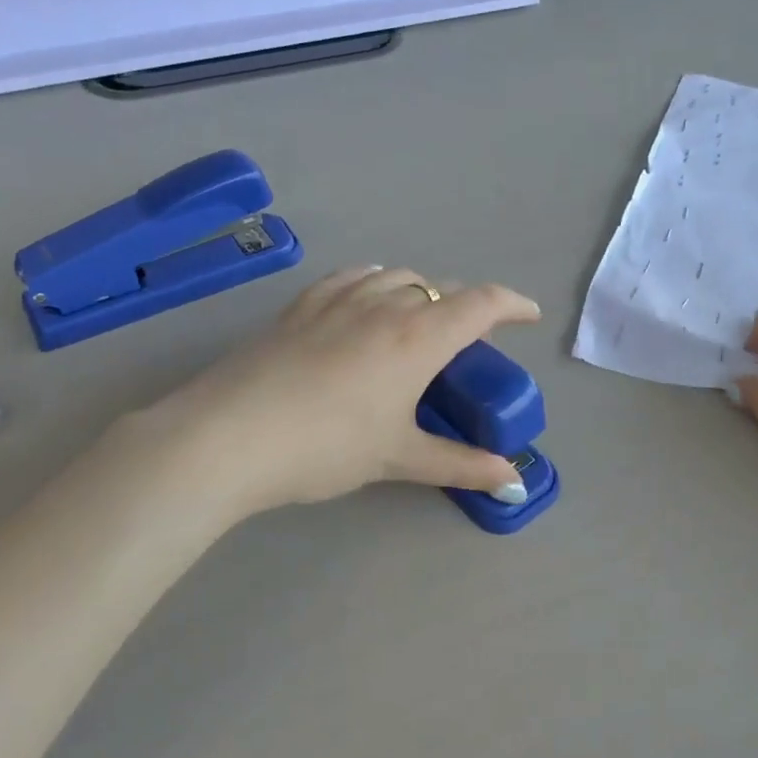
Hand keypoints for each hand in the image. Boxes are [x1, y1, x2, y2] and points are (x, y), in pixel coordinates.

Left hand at [122, 267, 542, 520]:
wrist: (229, 437)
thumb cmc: (327, 447)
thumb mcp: (399, 458)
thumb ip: (460, 465)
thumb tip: (513, 480)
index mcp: (417, 337)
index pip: (479, 304)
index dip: (512, 305)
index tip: (529, 316)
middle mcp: (382, 306)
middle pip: (437, 287)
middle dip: (464, 305)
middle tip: (469, 338)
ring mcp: (335, 301)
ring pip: (393, 277)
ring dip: (418, 291)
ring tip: (419, 319)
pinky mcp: (298, 308)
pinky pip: (349, 279)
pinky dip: (372, 284)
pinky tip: (362, 303)